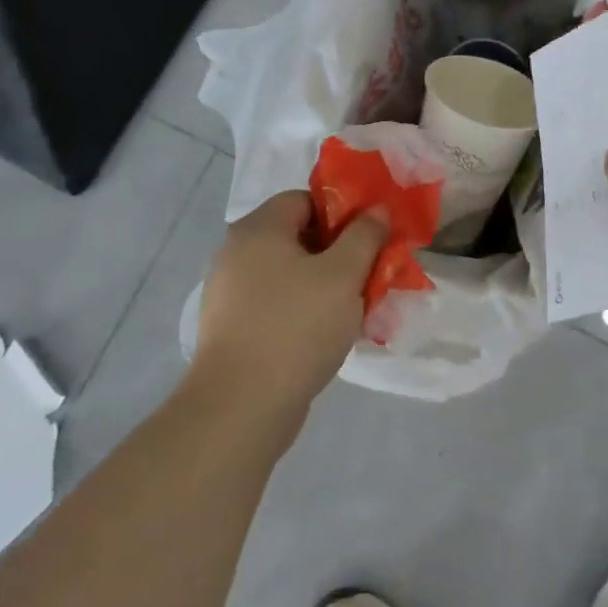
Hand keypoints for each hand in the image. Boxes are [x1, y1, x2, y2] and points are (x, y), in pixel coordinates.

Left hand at [193, 190, 388, 423]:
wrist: (241, 407)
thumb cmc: (296, 327)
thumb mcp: (343, 275)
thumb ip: (365, 236)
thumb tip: (377, 209)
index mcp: (258, 229)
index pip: (305, 199)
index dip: (342, 213)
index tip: (371, 239)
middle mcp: (237, 253)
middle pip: (299, 237)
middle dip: (340, 254)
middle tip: (370, 275)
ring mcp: (231, 294)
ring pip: (292, 275)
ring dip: (326, 286)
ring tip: (357, 310)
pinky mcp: (233, 329)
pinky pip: (279, 306)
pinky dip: (305, 312)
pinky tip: (329, 336)